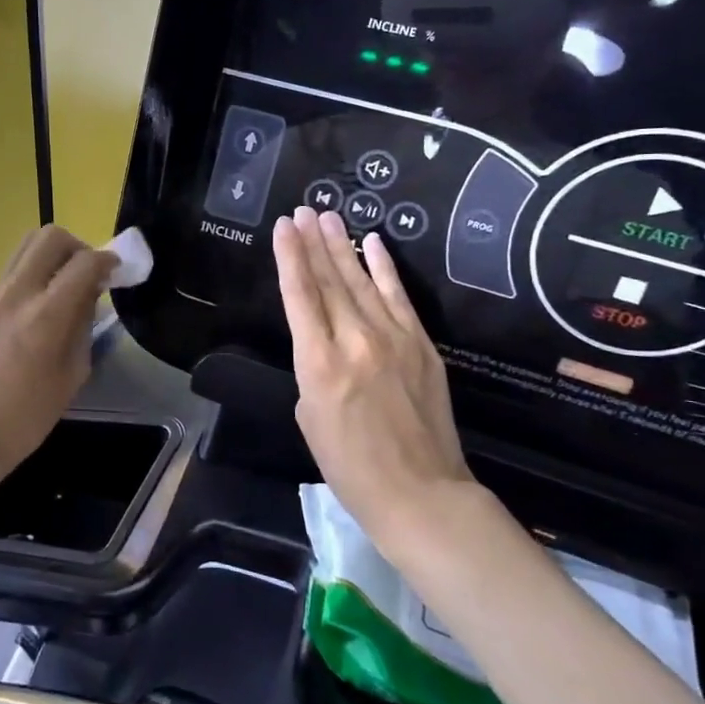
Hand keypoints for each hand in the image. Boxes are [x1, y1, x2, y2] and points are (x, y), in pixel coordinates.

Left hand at [0, 225, 117, 494]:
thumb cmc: (26, 418)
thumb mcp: (72, 375)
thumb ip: (84, 326)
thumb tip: (90, 294)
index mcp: (45, 316)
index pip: (84, 263)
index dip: (107, 260)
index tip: (116, 271)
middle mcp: (16, 293)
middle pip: (50, 237)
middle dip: (78, 247)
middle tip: (88, 273)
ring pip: (26, 246)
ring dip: (53, 255)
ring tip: (64, 285)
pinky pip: (12, 270)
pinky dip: (33, 274)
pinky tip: (40, 306)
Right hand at [273, 206, 475, 561]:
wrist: (420, 492)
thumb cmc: (350, 466)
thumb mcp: (309, 416)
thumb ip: (312, 368)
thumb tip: (321, 343)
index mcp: (319, 362)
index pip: (300, 295)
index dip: (290, 257)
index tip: (283, 227)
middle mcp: (355, 339)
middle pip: (330, 279)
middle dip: (313, 242)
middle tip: (303, 211)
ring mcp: (393, 338)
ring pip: (362, 280)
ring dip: (343, 246)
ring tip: (328, 217)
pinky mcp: (422, 344)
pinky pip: (399, 296)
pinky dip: (385, 267)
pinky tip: (373, 243)